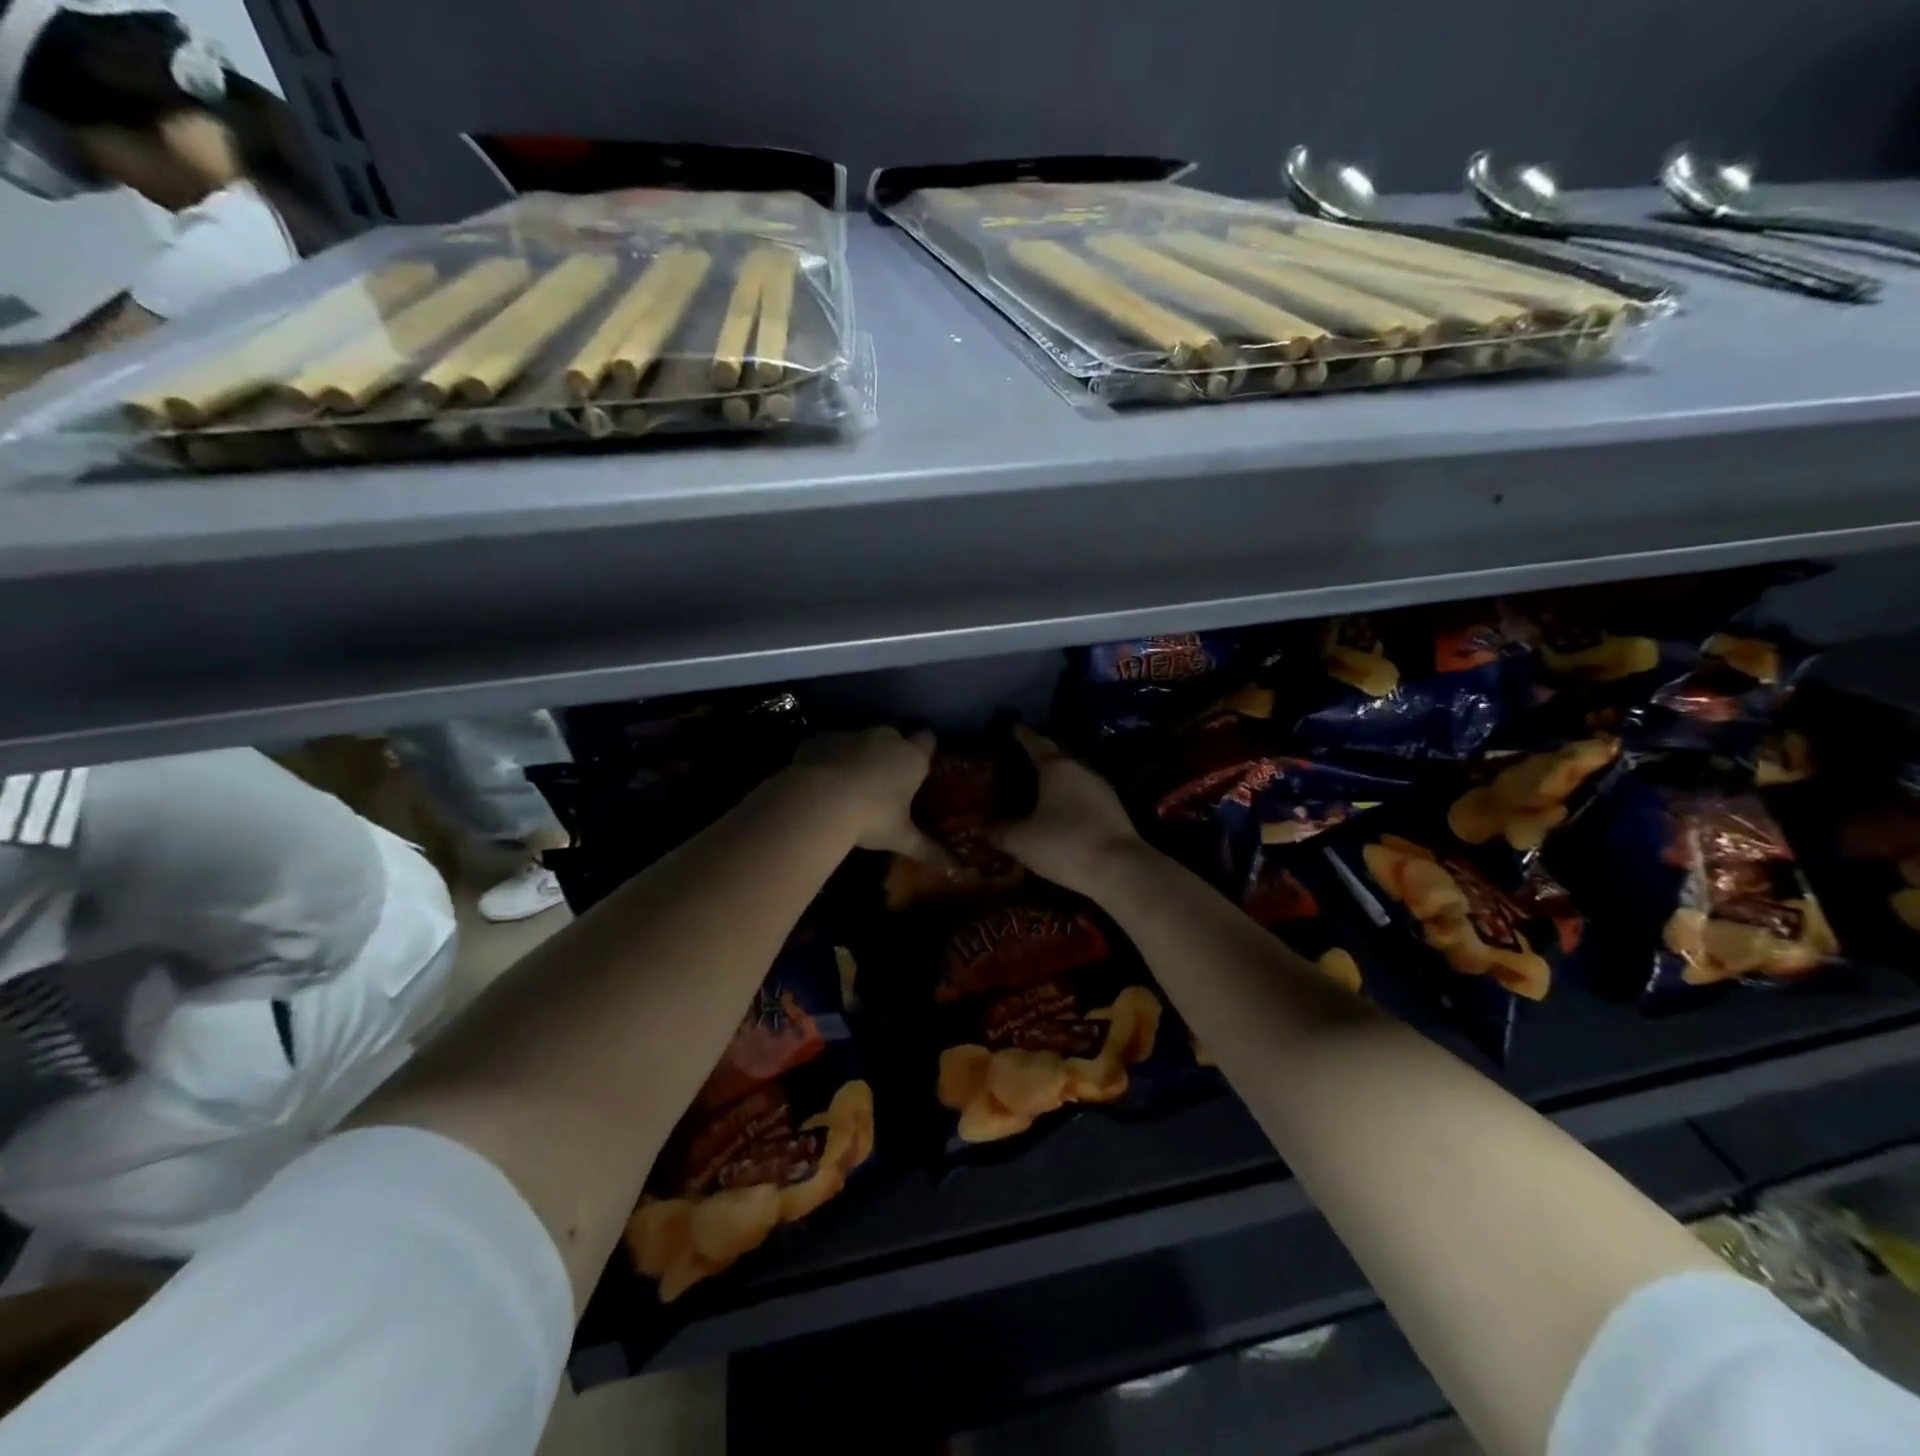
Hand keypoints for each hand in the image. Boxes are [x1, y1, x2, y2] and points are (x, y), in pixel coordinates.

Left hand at [791, 727, 943, 859]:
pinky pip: (830, 745)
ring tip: (849, 784)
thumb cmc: (871, 818)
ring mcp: (851, 734)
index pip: (928, 739)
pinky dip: (828, 758)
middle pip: (893, 736)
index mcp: (911, 757)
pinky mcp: (821, 738)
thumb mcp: (900, 837)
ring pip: (859, 739)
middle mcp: (885, 738)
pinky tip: (821, 781)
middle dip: (890, 752)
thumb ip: (928, 850)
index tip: (919, 765)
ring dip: (858, 754)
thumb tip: (955, 870)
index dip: (924, 749)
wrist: (818, 800)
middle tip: (885, 780)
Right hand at [994, 726, 1144, 897]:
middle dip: (1040, 760)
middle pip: (1058, 759)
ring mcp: (1103, 791)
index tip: (1014, 728)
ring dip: (1057, 783)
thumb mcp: (1022, 841)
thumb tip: (982, 827)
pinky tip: (1061, 815)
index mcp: (1058, 767)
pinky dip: (1070, 802)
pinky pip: (1085, 799)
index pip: (1037, 743)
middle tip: (1020, 763)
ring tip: (1037, 790)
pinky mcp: (1115, 812)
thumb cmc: (1064, 843)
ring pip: (1074, 780)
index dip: (1023, 736)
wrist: (1120, 869)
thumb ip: (1000, 832)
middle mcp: (1082, 771)